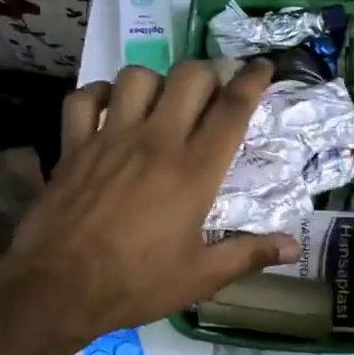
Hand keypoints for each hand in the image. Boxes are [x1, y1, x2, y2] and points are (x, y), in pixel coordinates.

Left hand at [0, 61, 300, 346]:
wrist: (59, 287)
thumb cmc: (136, 283)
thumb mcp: (200, 277)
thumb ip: (248, 255)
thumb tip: (294, 248)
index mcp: (194, 170)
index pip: (232, 109)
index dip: (252, 81)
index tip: (262, 67)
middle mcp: (156, 141)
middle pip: (189, 77)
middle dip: (208, 75)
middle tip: (210, 94)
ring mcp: (110, 138)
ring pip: (137, 77)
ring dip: (155, 82)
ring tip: (160, 103)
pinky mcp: (73, 145)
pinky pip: (84, 98)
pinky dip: (99, 95)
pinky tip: (109, 110)